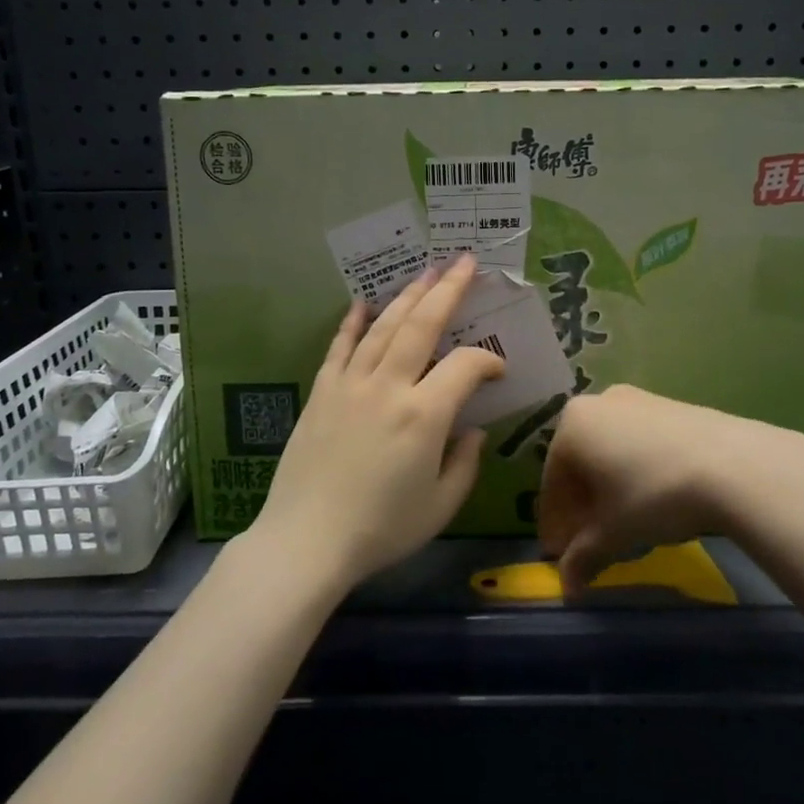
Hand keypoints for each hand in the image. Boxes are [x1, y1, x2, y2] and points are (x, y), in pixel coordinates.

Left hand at [249, 254, 504, 592]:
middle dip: (448, 290)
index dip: (488, 361)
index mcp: (424, 415)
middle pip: (422, 325)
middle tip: (464, 262)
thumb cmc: (381, 529)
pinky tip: (363, 302)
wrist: (305, 542)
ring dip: (407, 296)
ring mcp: (350, 385)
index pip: (466, 366)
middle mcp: (388, 387)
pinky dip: (353, 322)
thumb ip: (465, 463)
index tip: (498, 370)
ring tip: (426, 272)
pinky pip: (340, 347)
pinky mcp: (322, 392)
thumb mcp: (440, 506)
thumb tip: (472, 430)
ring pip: (383, 327)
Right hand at [538, 385, 803, 599]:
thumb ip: (583, 557)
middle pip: (580, 464)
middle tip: (588, 543)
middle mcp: (598, 403)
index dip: (555, 524)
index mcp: (572, 426)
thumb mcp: (614, 532)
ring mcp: (637, 400)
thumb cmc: (654, 495)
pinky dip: (634, 471)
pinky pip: (637, 442)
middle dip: (581, 506)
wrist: (733, 465)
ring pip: (609, 452)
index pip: (552, 483)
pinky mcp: (670, 406)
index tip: (560, 556)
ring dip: (608, 489)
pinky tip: (651, 499)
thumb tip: (567, 586)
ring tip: (622, 525)